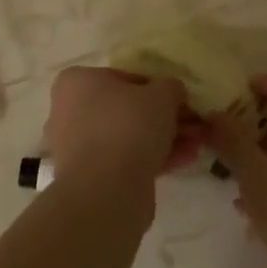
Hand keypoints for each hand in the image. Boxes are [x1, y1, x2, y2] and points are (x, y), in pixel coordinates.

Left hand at [42, 67, 200, 193]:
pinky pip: (125, 161)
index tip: (181, 101)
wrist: (106, 189)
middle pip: (127, 109)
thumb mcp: (162, 94)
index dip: (158, 89)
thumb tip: (172, 92)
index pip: (125, 78)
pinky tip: (185, 161)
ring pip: (128, 137)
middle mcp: (70, 111)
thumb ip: (170, 87)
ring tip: (196, 145)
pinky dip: (153, 159)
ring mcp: (77, 147)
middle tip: (193, 125)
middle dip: (164, 118)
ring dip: (163, 139)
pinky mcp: (90, 177)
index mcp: (77, 82)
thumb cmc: (128, 125)